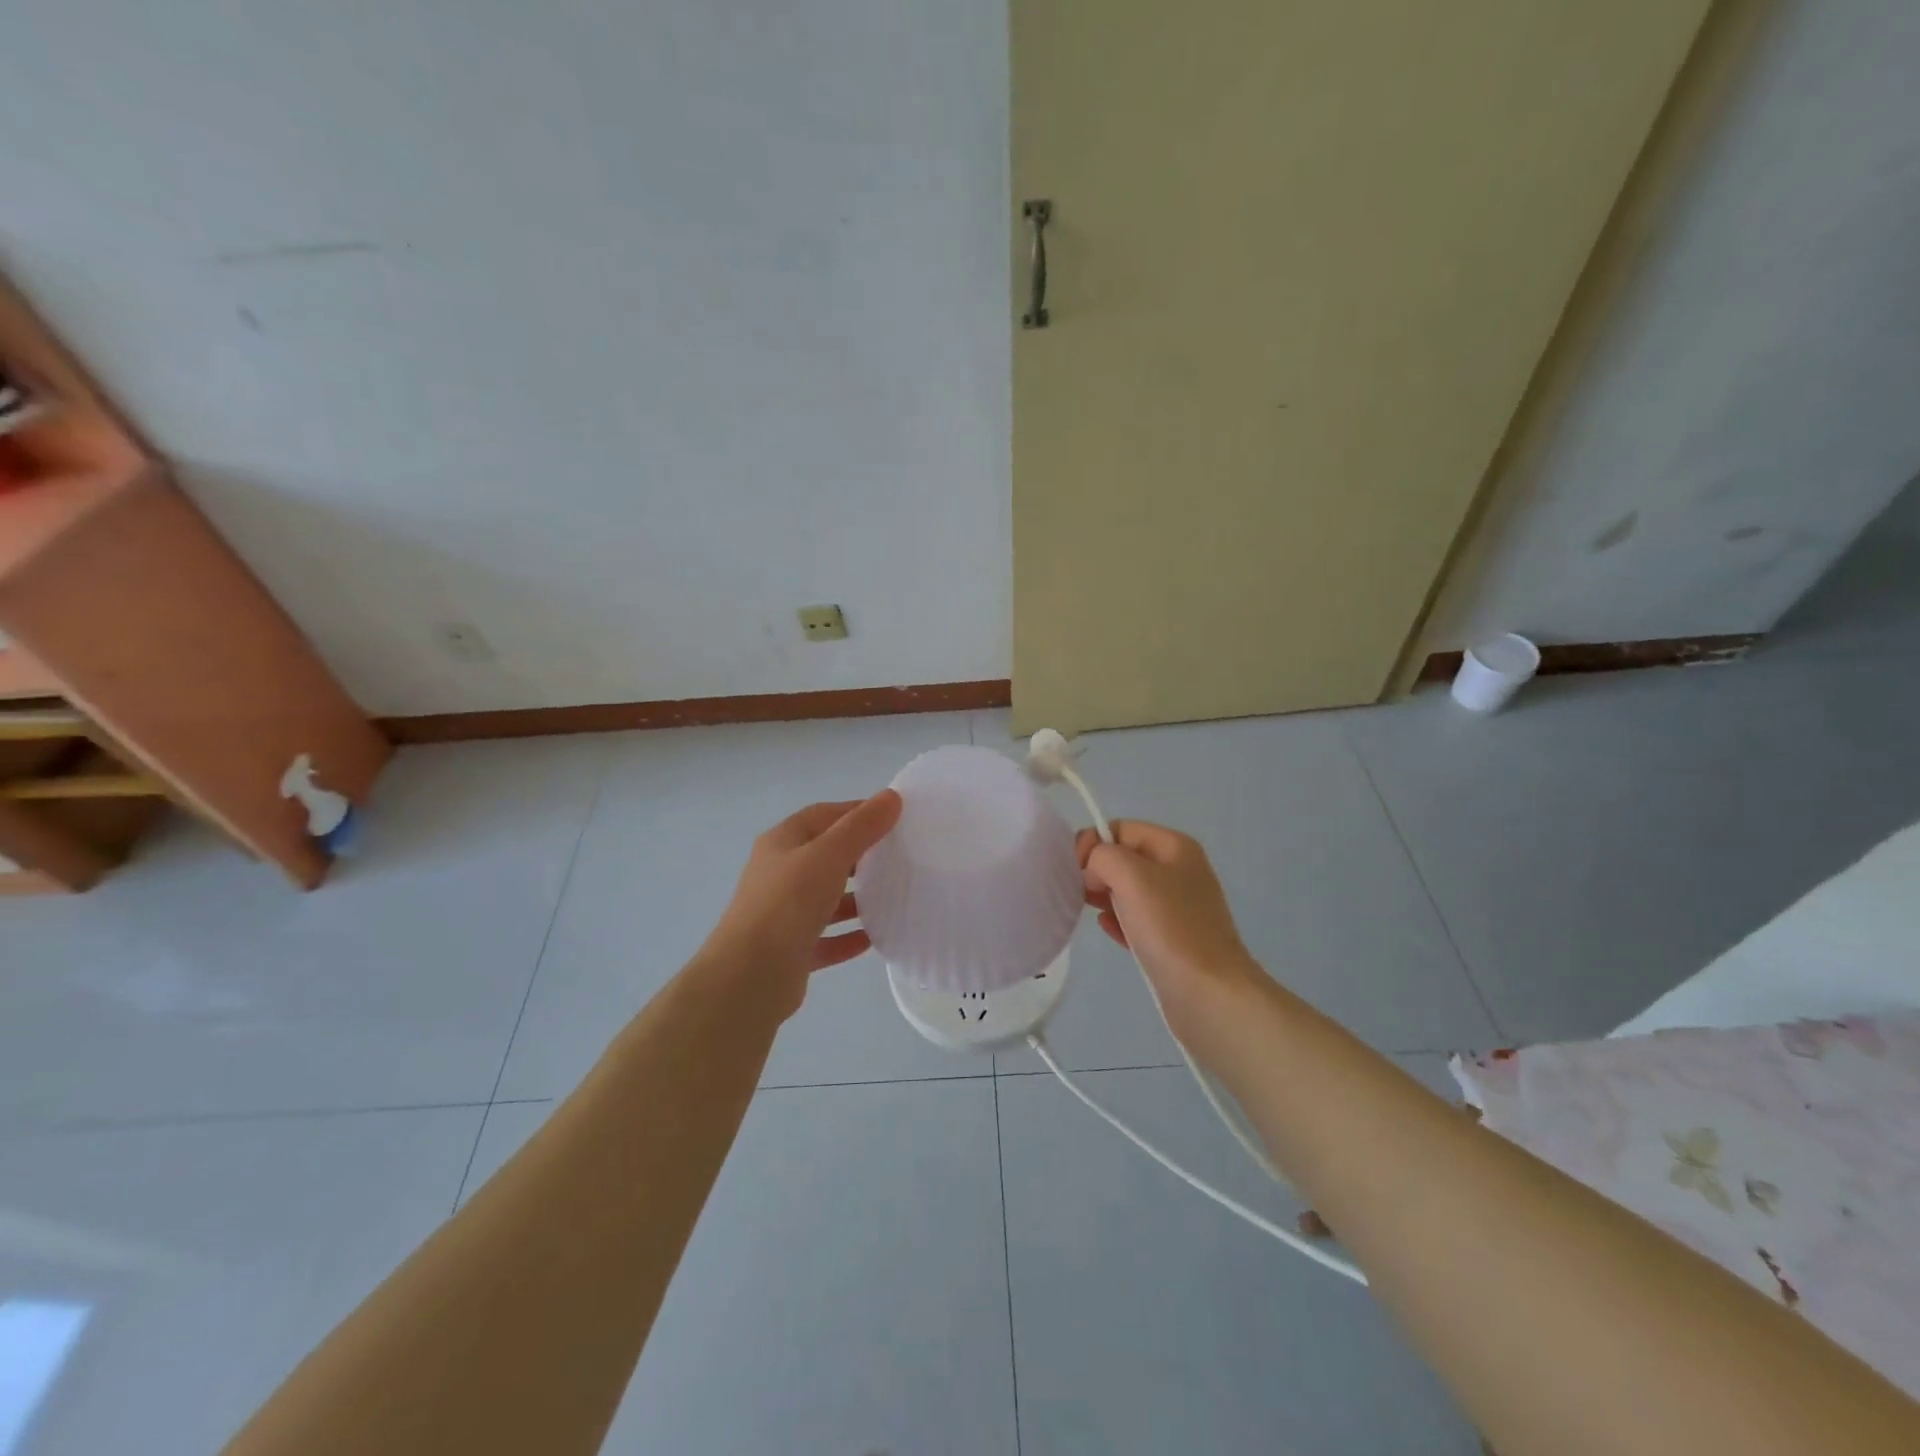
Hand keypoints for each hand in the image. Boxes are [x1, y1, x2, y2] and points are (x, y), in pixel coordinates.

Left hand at [701, 791, 902, 1019]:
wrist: (749, 976)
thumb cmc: (788, 903)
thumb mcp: (829, 855)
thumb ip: (861, 826)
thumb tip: (891, 796)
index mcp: (782, 843)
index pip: (823, 815)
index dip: (857, 812)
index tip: (894, 817)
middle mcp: (779, 874)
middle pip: (825, 856)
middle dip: (861, 855)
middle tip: (899, 857)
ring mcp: (783, 914)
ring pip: (826, 898)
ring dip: (856, 898)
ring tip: (893, 897)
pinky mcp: (791, 950)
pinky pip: (826, 938)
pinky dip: (849, 936)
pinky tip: (875, 938)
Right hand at [1077, 821, 1264, 1016]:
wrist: (1209, 994)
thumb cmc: (1170, 928)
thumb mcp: (1131, 875)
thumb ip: (1102, 856)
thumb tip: (1094, 871)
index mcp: (1174, 846)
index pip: (1119, 828)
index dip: (1092, 844)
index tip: (1077, 872)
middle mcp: (1179, 870)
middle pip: (1123, 858)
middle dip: (1096, 872)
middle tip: (1083, 895)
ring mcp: (1178, 906)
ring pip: (1127, 889)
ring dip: (1104, 897)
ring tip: (1094, 913)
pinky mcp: (1172, 937)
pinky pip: (1136, 919)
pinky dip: (1118, 921)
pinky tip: (1110, 932)